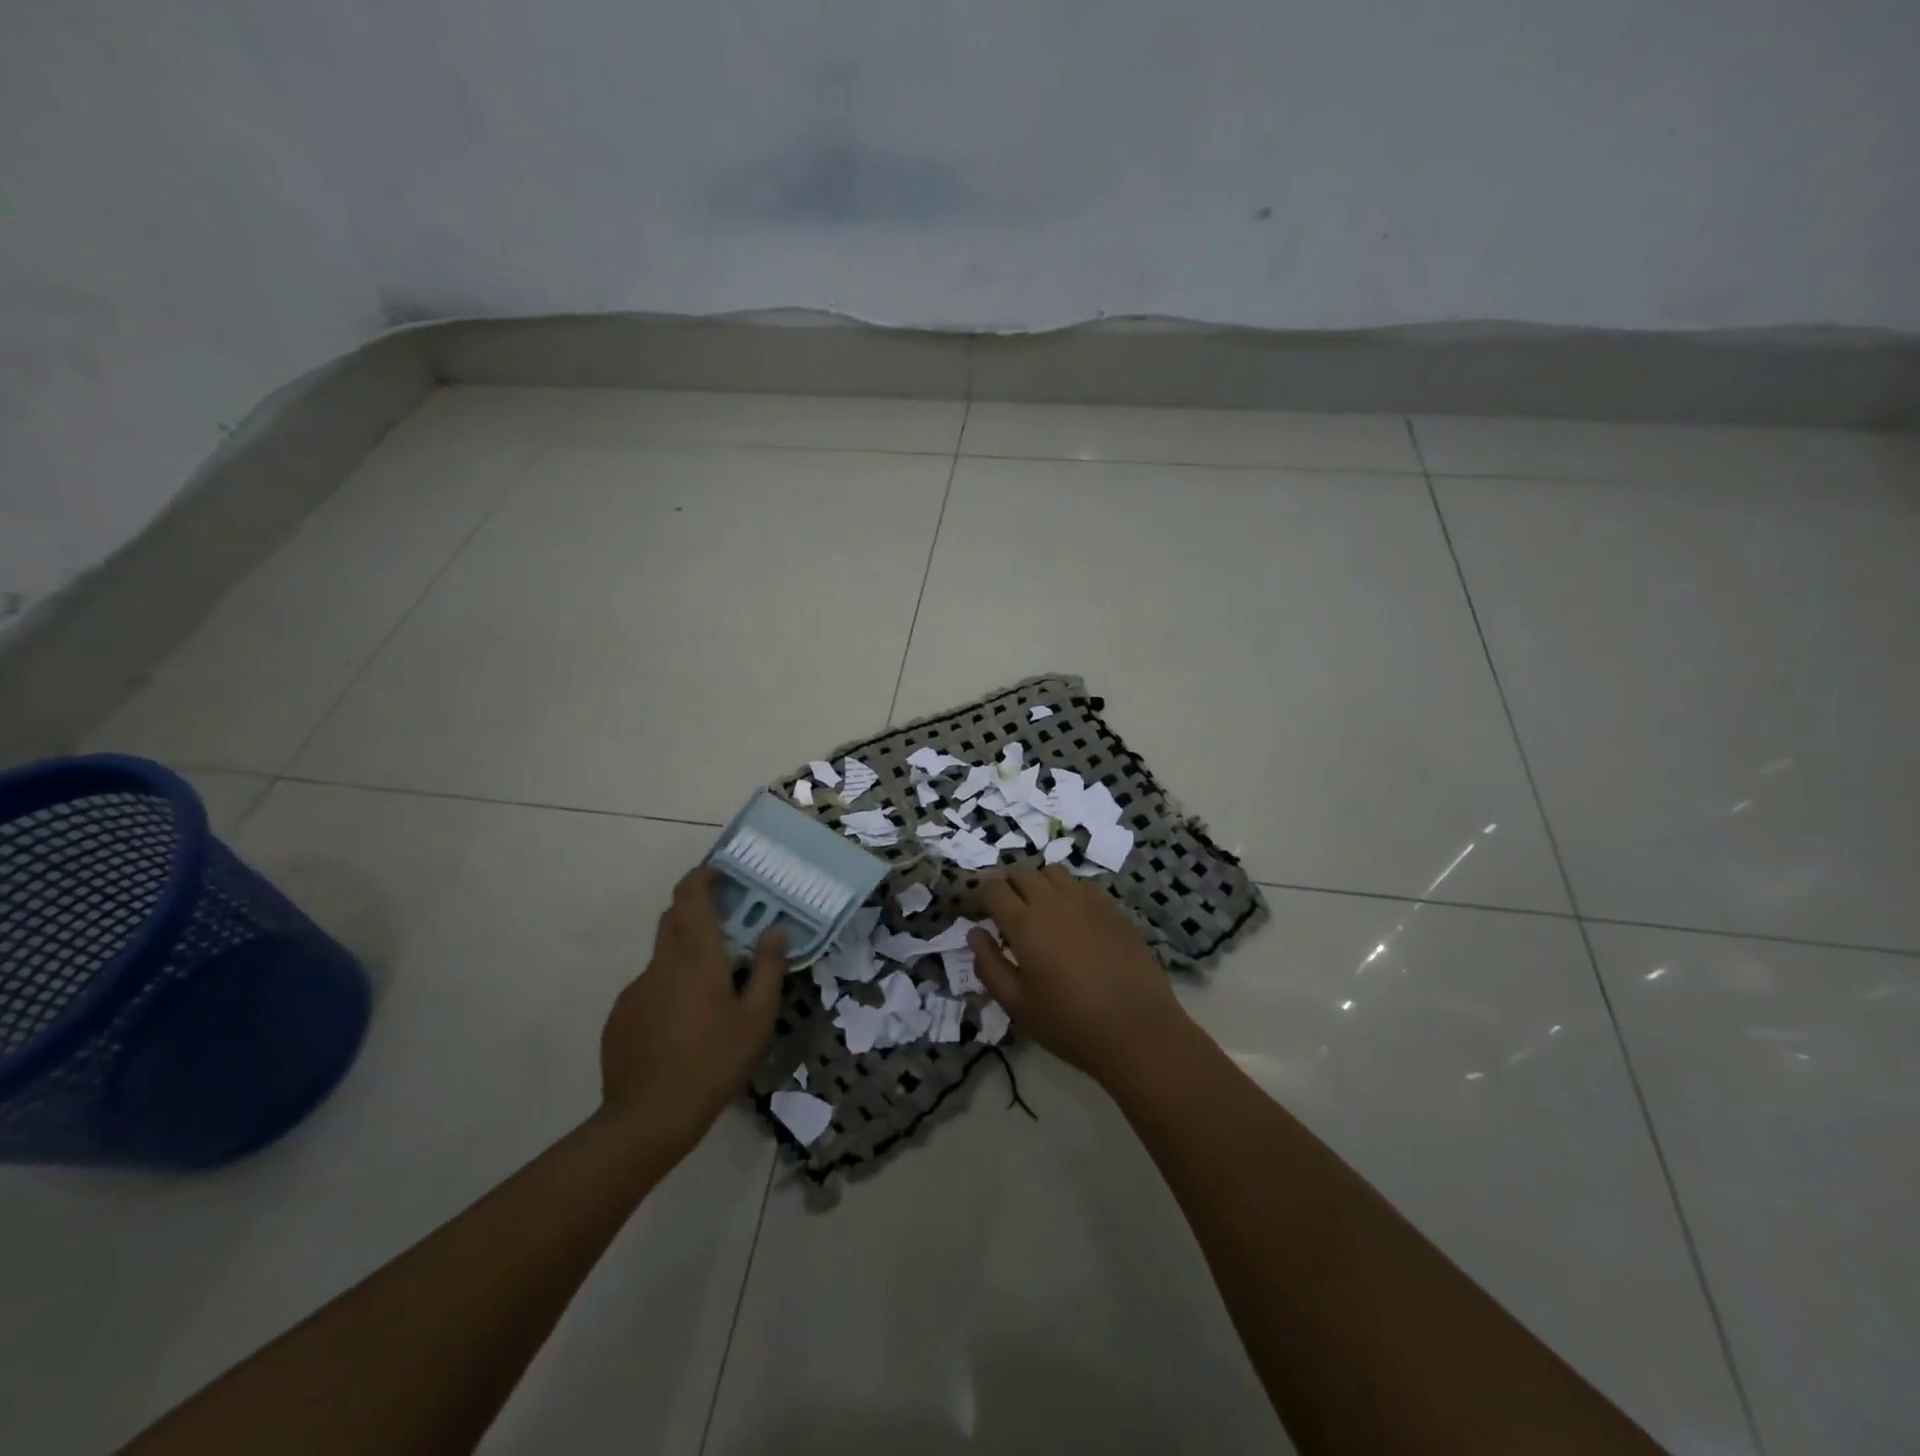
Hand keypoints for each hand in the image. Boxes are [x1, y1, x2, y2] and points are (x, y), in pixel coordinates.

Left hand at [598, 867, 785, 1156]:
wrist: (647, 1119)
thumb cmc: (712, 1063)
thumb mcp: (756, 1019)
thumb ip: (767, 968)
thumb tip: (776, 930)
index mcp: (696, 957)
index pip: (690, 896)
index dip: (702, 877)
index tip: (721, 877)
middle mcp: (661, 963)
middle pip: (673, 919)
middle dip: (697, 913)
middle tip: (728, 931)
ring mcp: (635, 990)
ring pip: (663, 957)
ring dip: (686, 958)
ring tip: (711, 997)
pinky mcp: (620, 1016)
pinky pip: (650, 988)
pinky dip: (669, 990)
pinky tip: (683, 1028)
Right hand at [968, 865, 1192, 1087]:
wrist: (1137, 1030)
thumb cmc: (1069, 1024)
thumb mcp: (1016, 1005)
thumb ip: (988, 965)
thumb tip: (975, 934)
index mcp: (1025, 924)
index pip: (992, 889)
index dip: (977, 894)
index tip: (973, 909)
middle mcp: (1053, 901)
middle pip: (1021, 872)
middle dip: (1004, 884)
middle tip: (1001, 908)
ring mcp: (1086, 901)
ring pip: (1051, 872)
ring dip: (1036, 882)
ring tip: (1035, 907)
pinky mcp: (1111, 908)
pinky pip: (1080, 884)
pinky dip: (1065, 890)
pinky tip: (1069, 915)